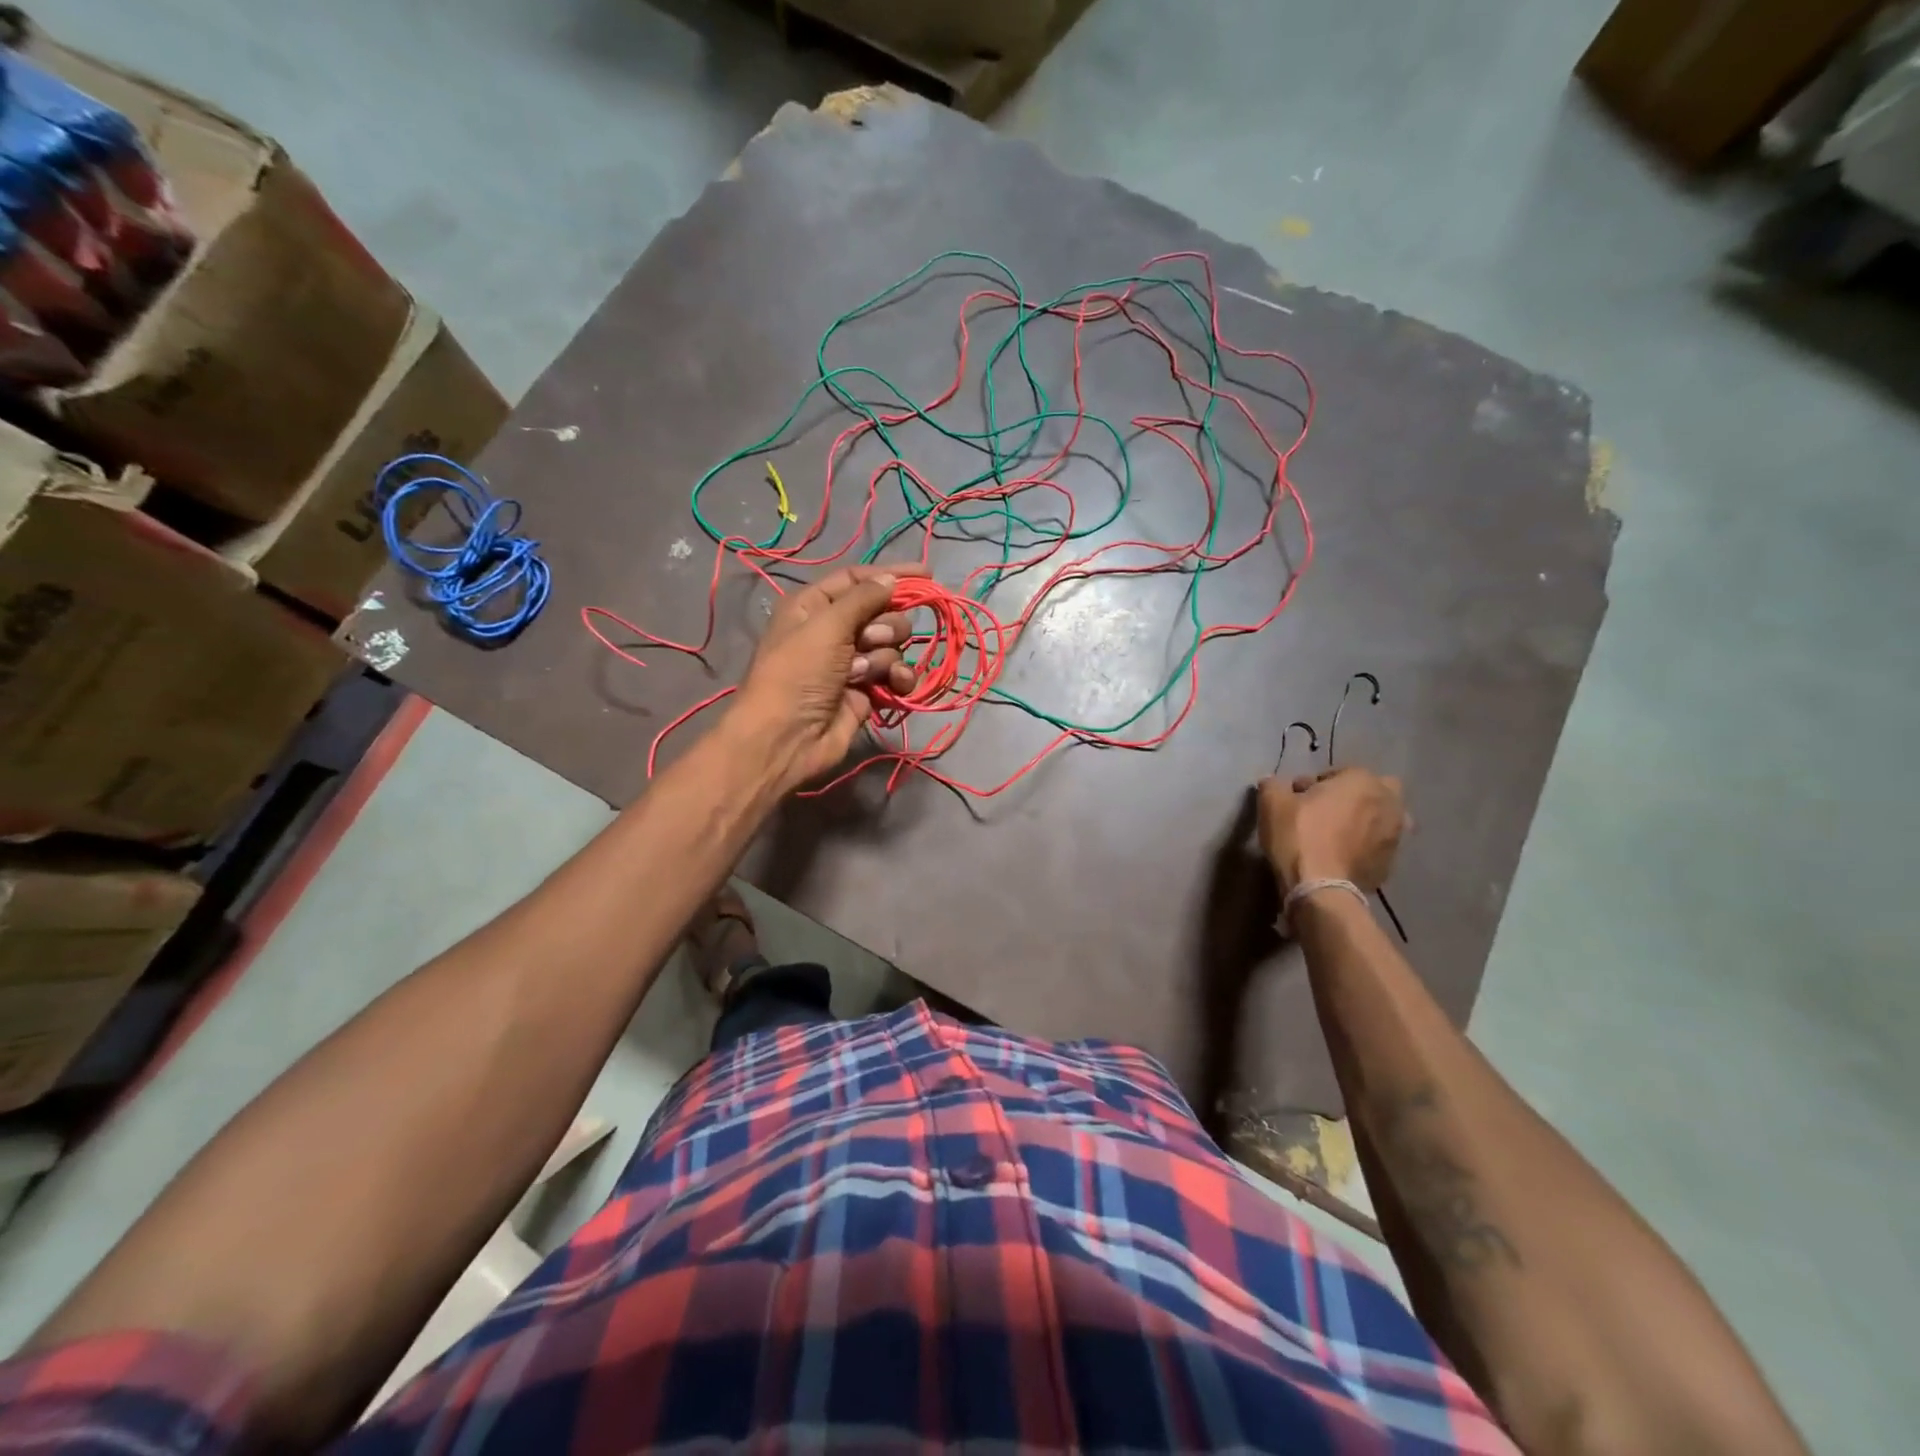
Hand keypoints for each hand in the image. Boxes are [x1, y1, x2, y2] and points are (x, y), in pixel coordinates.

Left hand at [730, 562, 923, 789]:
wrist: (788, 737)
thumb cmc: (798, 673)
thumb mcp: (826, 625)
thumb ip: (863, 598)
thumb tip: (890, 579)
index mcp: (815, 606)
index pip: (858, 579)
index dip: (891, 575)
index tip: (928, 574)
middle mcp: (834, 631)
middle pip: (882, 612)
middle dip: (885, 626)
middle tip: (869, 641)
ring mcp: (852, 663)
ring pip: (892, 645)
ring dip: (886, 657)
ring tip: (865, 675)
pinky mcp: (867, 691)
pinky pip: (896, 674)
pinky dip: (899, 678)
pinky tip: (896, 686)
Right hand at [1257, 767, 1407, 893]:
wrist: (1319, 886)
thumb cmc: (1298, 834)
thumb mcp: (1272, 802)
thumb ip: (1274, 785)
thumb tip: (1274, 783)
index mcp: (1362, 781)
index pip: (1339, 772)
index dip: (1316, 783)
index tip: (1298, 797)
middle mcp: (1387, 804)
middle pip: (1375, 791)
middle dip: (1356, 796)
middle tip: (1328, 811)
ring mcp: (1394, 836)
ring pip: (1383, 820)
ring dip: (1365, 822)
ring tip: (1338, 836)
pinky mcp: (1390, 864)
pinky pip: (1377, 847)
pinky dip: (1365, 848)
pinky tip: (1342, 857)